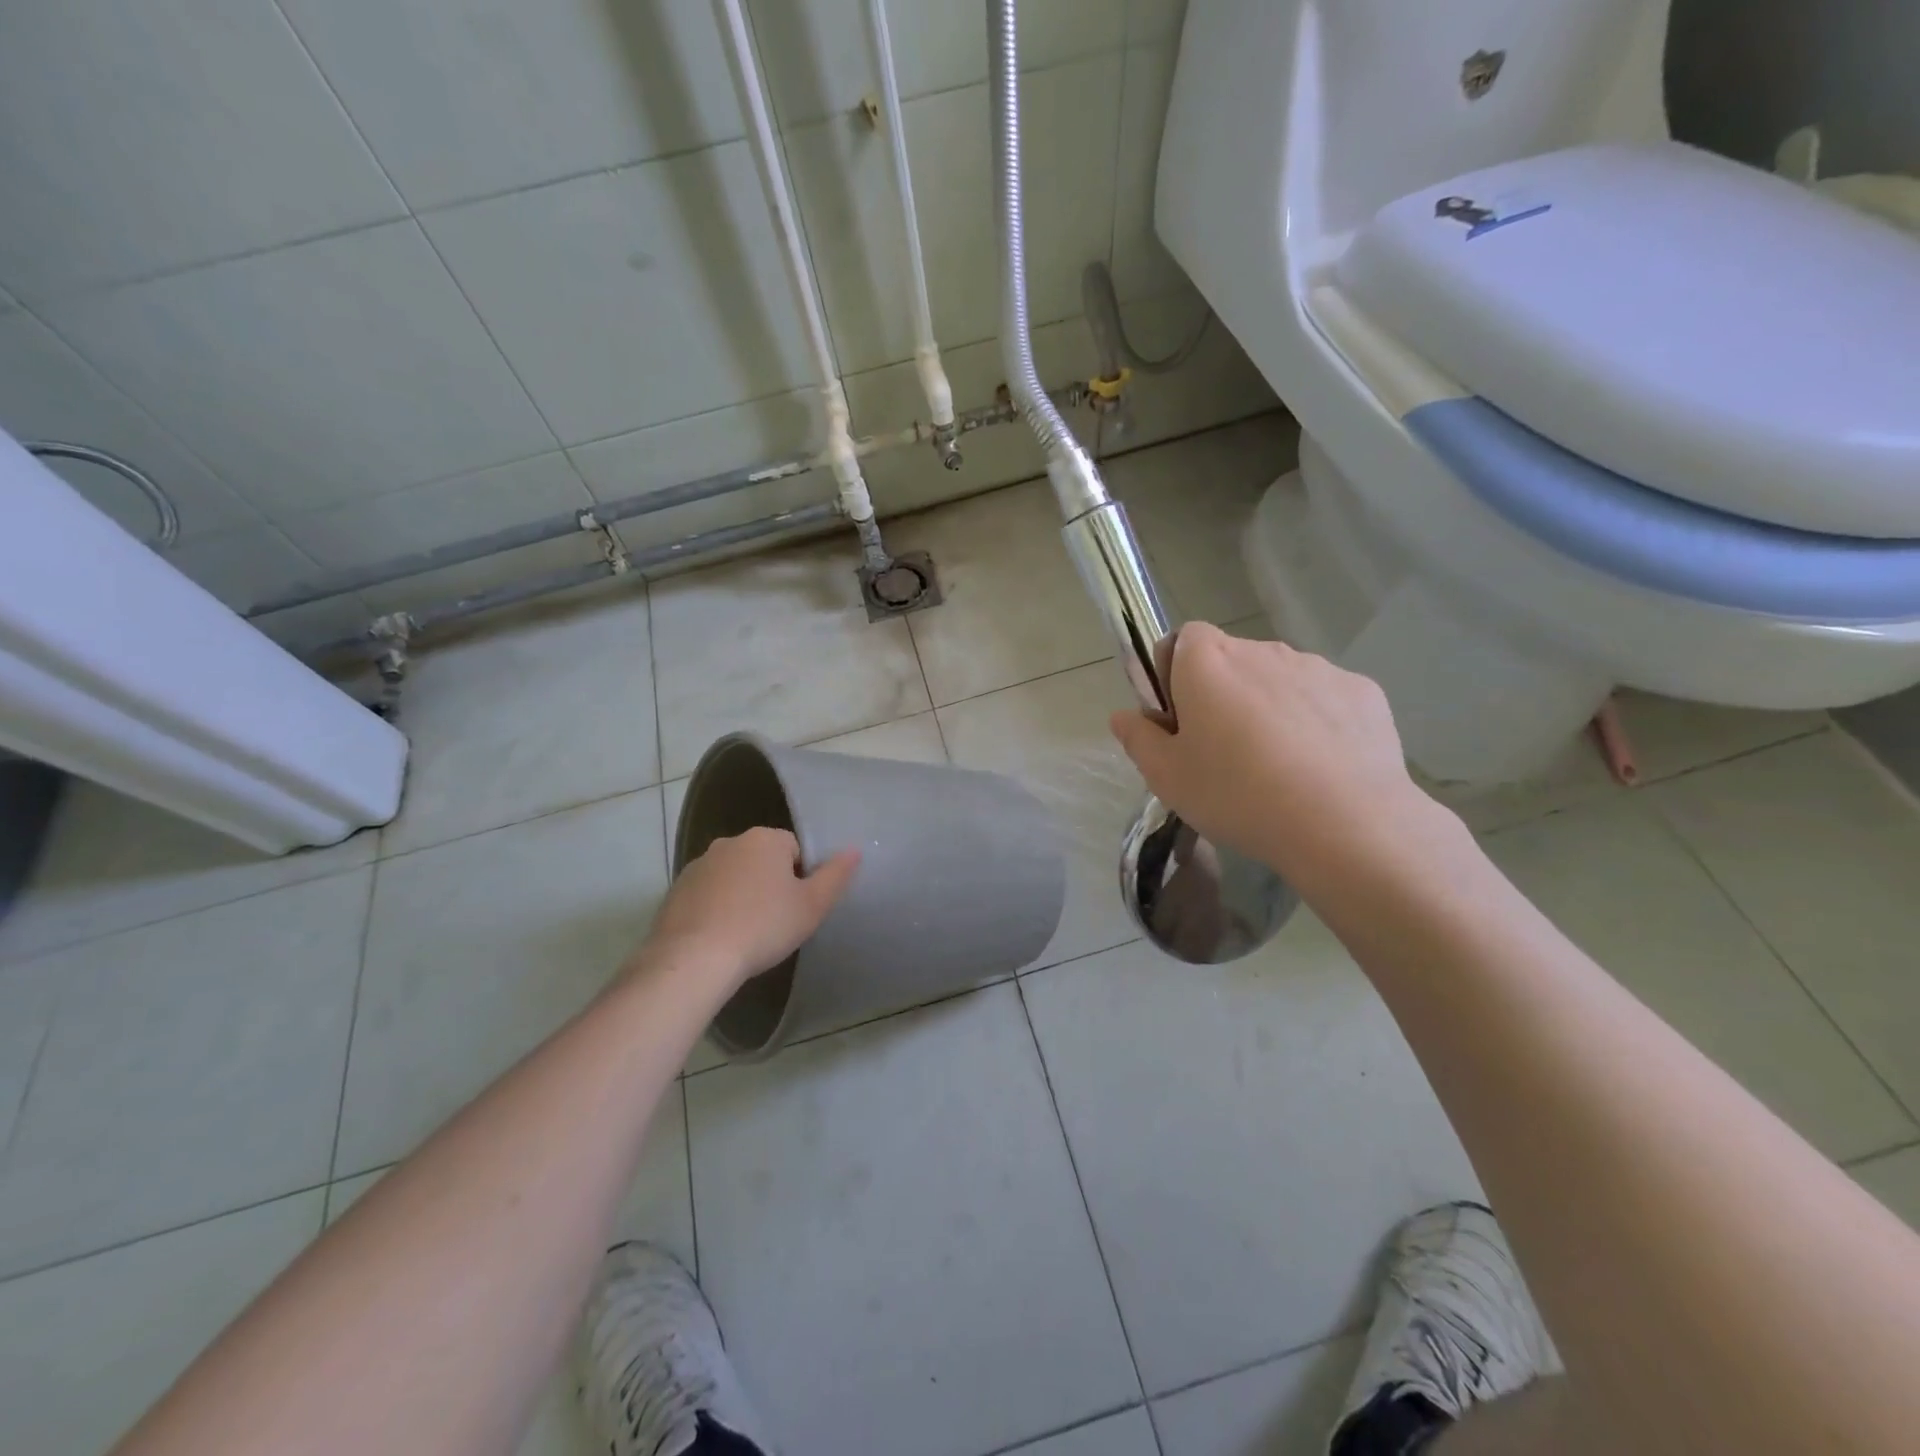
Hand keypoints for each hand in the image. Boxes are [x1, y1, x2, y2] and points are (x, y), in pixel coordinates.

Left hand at [637, 828, 859, 993]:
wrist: (694, 958)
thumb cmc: (763, 927)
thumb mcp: (812, 906)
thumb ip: (836, 875)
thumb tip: (855, 849)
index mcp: (765, 839)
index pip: (794, 848)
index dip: (801, 877)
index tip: (797, 907)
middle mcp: (729, 843)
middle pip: (761, 859)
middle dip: (770, 883)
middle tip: (776, 921)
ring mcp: (698, 865)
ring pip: (732, 876)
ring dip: (741, 895)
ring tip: (746, 932)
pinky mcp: (675, 890)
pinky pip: (706, 894)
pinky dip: (715, 909)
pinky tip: (719, 938)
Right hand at [1108, 624, 1433, 884]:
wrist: (1344, 824)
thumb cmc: (1237, 794)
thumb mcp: (1167, 777)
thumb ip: (1138, 739)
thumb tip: (1123, 716)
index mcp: (1207, 663)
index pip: (1183, 639)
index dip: (1175, 674)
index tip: (1180, 719)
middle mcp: (1262, 650)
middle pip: (1231, 660)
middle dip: (1223, 693)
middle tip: (1223, 752)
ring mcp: (1318, 668)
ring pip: (1278, 679)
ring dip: (1269, 706)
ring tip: (1277, 766)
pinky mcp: (1362, 692)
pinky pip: (1324, 699)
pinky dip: (1316, 721)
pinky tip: (1320, 768)